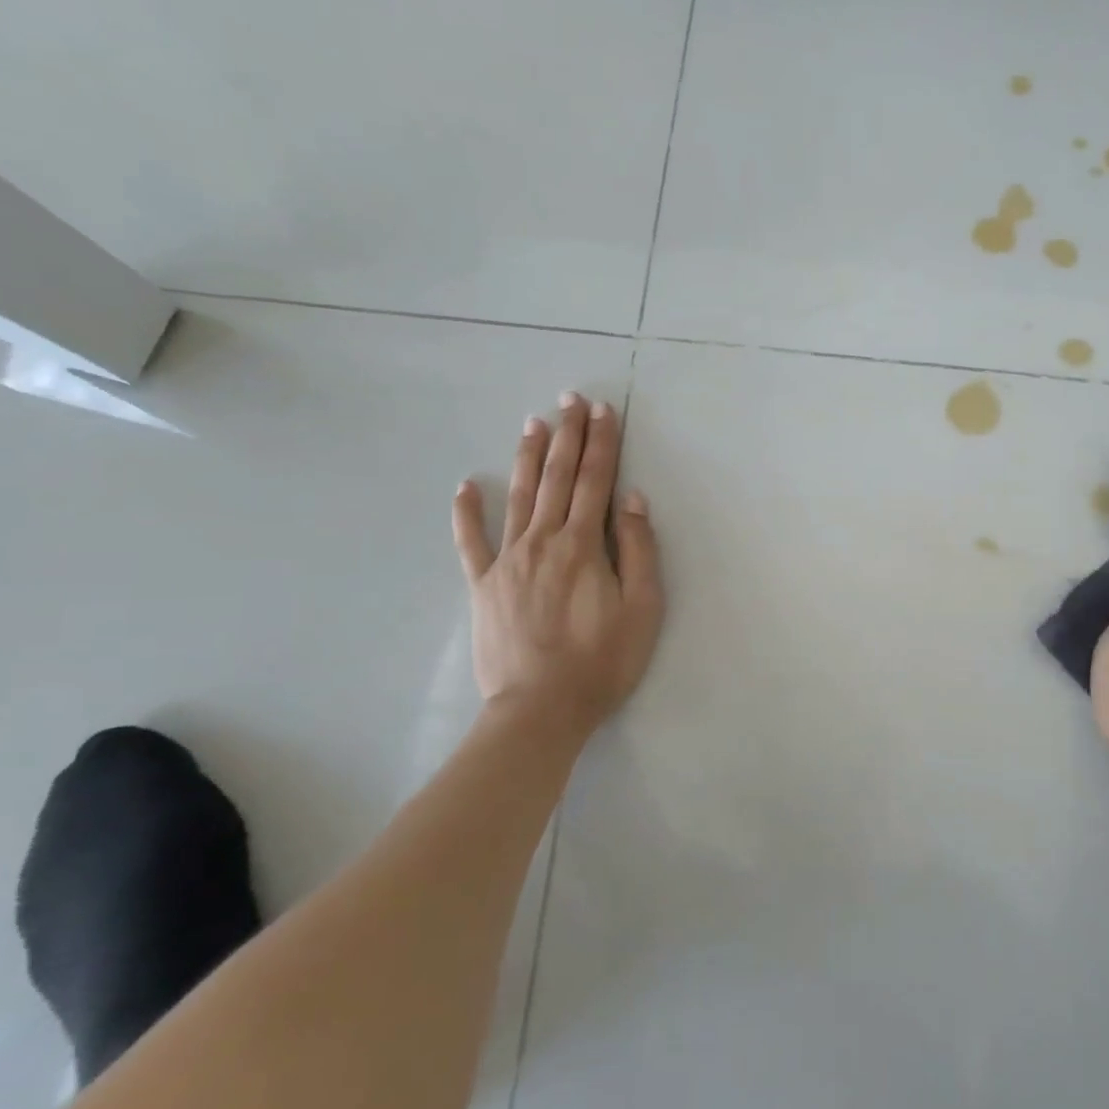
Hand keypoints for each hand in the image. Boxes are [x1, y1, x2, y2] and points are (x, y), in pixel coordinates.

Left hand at [451, 392, 664, 731]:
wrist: (541, 709)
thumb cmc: (602, 661)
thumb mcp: (642, 608)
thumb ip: (637, 550)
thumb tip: (631, 499)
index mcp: (583, 545)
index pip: (596, 481)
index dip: (602, 443)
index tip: (603, 410)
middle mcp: (543, 540)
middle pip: (559, 478)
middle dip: (568, 436)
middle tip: (570, 400)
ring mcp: (507, 560)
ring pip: (519, 496)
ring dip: (528, 457)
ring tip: (533, 423)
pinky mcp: (482, 585)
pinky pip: (470, 541)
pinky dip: (467, 512)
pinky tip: (466, 486)